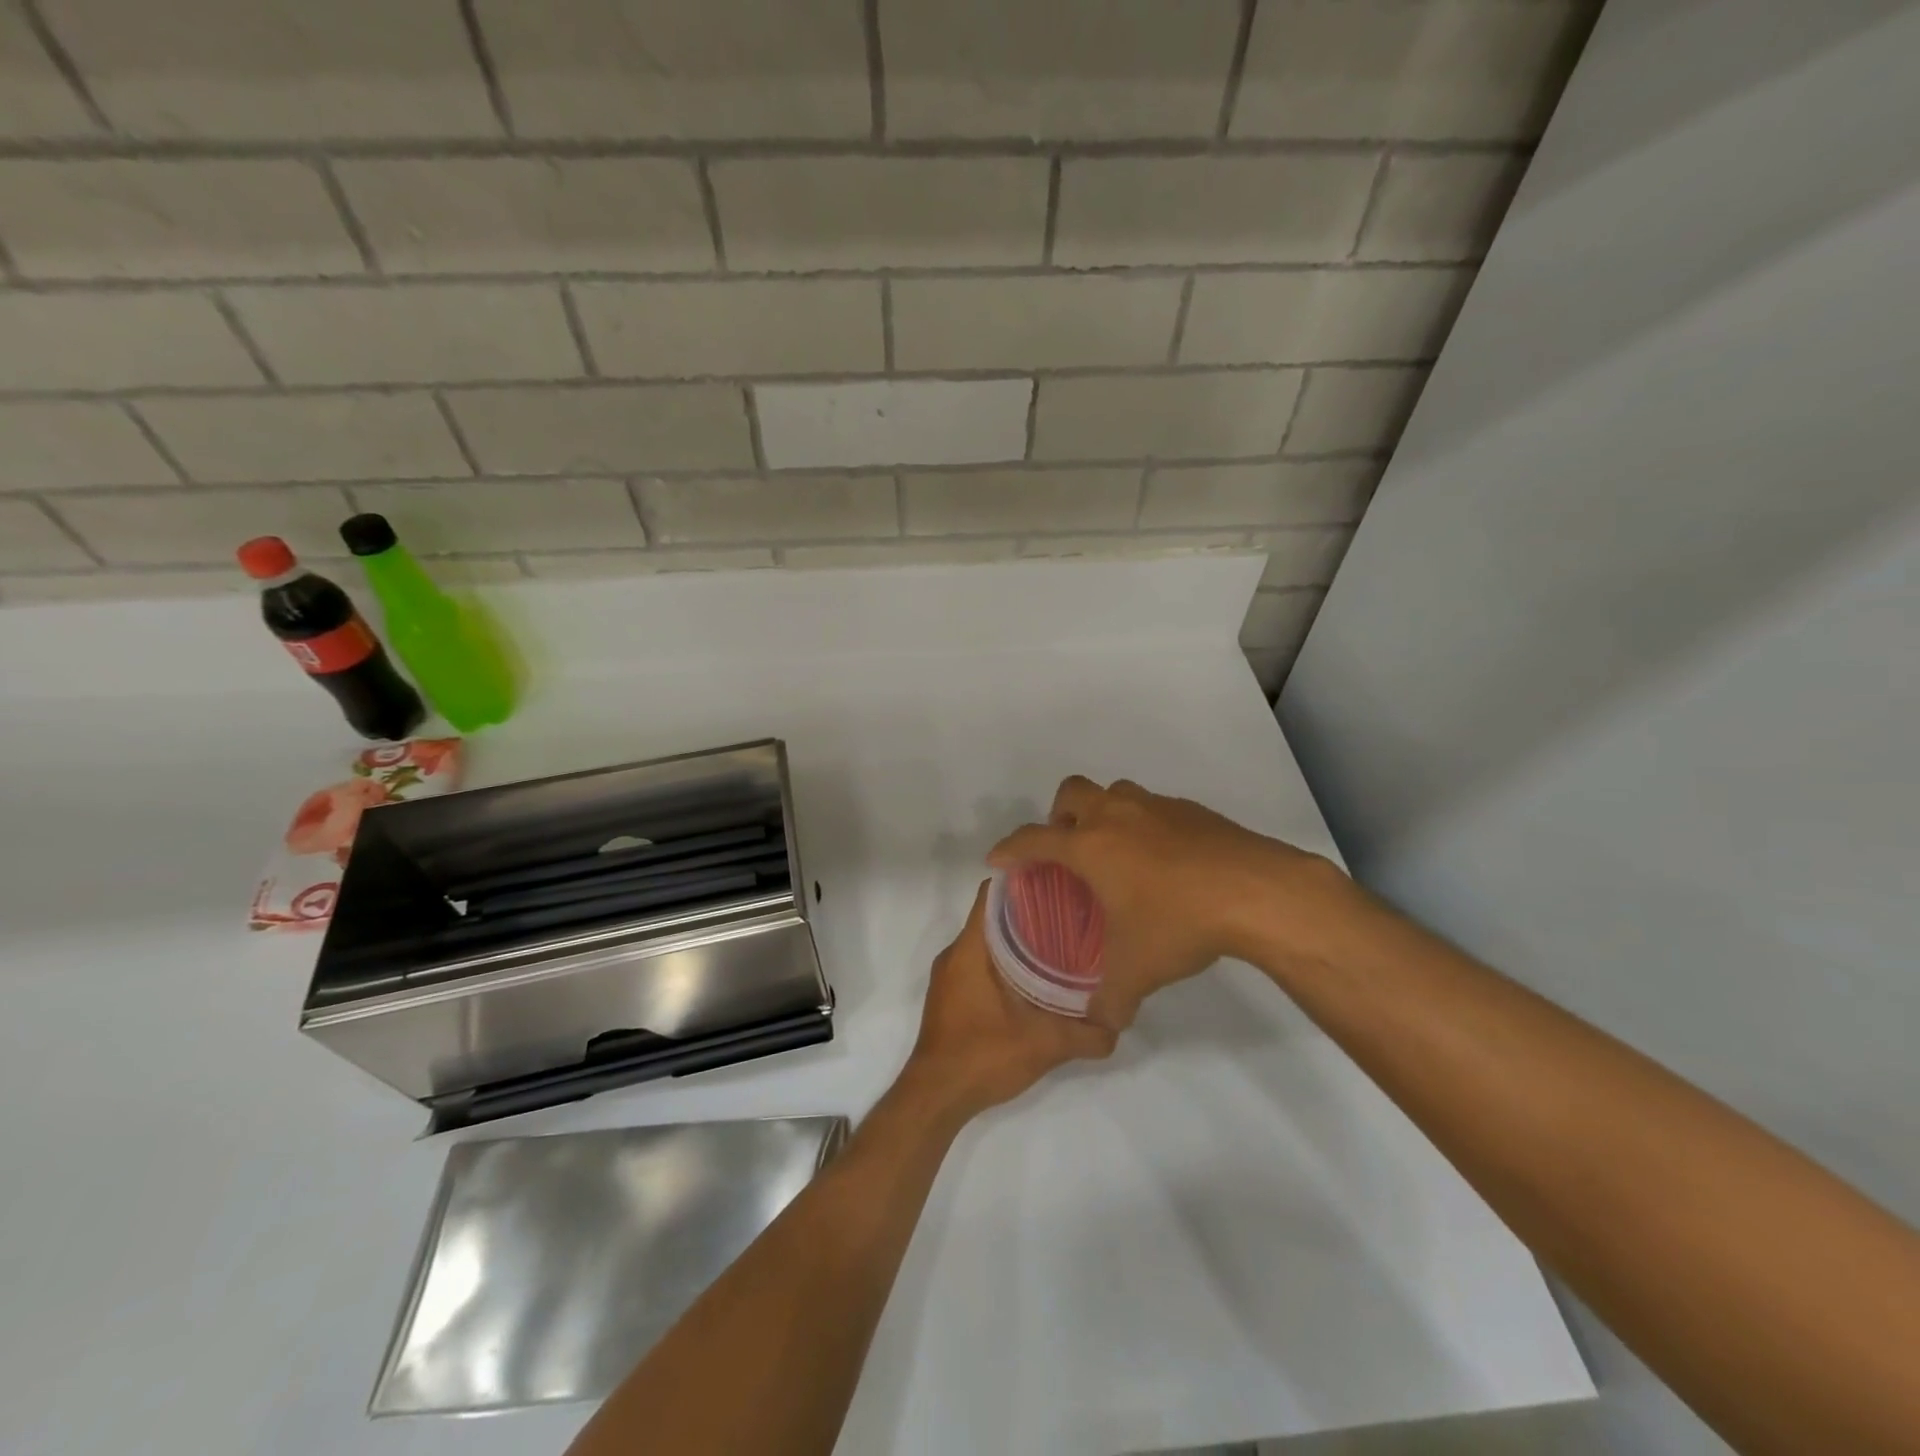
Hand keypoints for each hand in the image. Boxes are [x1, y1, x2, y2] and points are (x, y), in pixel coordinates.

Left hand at [900, 881, 1115, 1124]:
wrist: (935, 1098)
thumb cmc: (982, 1056)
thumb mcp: (1043, 1045)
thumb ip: (1086, 1034)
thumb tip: (1119, 1024)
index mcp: (969, 949)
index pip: (992, 894)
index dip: (1023, 882)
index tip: (1058, 882)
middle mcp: (956, 954)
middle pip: (992, 915)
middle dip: (1029, 911)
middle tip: (1071, 913)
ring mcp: (951, 976)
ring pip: (987, 941)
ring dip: (1018, 938)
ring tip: (1060, 942)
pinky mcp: (952, 996)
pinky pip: (980, 962)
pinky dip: (1006, 961)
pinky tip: (1036, 978)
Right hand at [988, 776, 1352, 1029]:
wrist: (1257, 891)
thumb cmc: (1180, 923)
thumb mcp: (1136, 971)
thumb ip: (1109, 999)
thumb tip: (1101, 1024)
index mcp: (1090, 846)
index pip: (1033, 839)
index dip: (1009, 848)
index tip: (998, 860)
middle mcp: (1116, 816)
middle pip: (1071, 792)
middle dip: (1058, 815)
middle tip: (1067, 850)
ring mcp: (1155, 807)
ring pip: (1114, 793)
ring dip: (1103, 814)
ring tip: (1114, 853)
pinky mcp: (1190, 810)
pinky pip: (1152, 808)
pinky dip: (1143, 825)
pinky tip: (1162, 862)